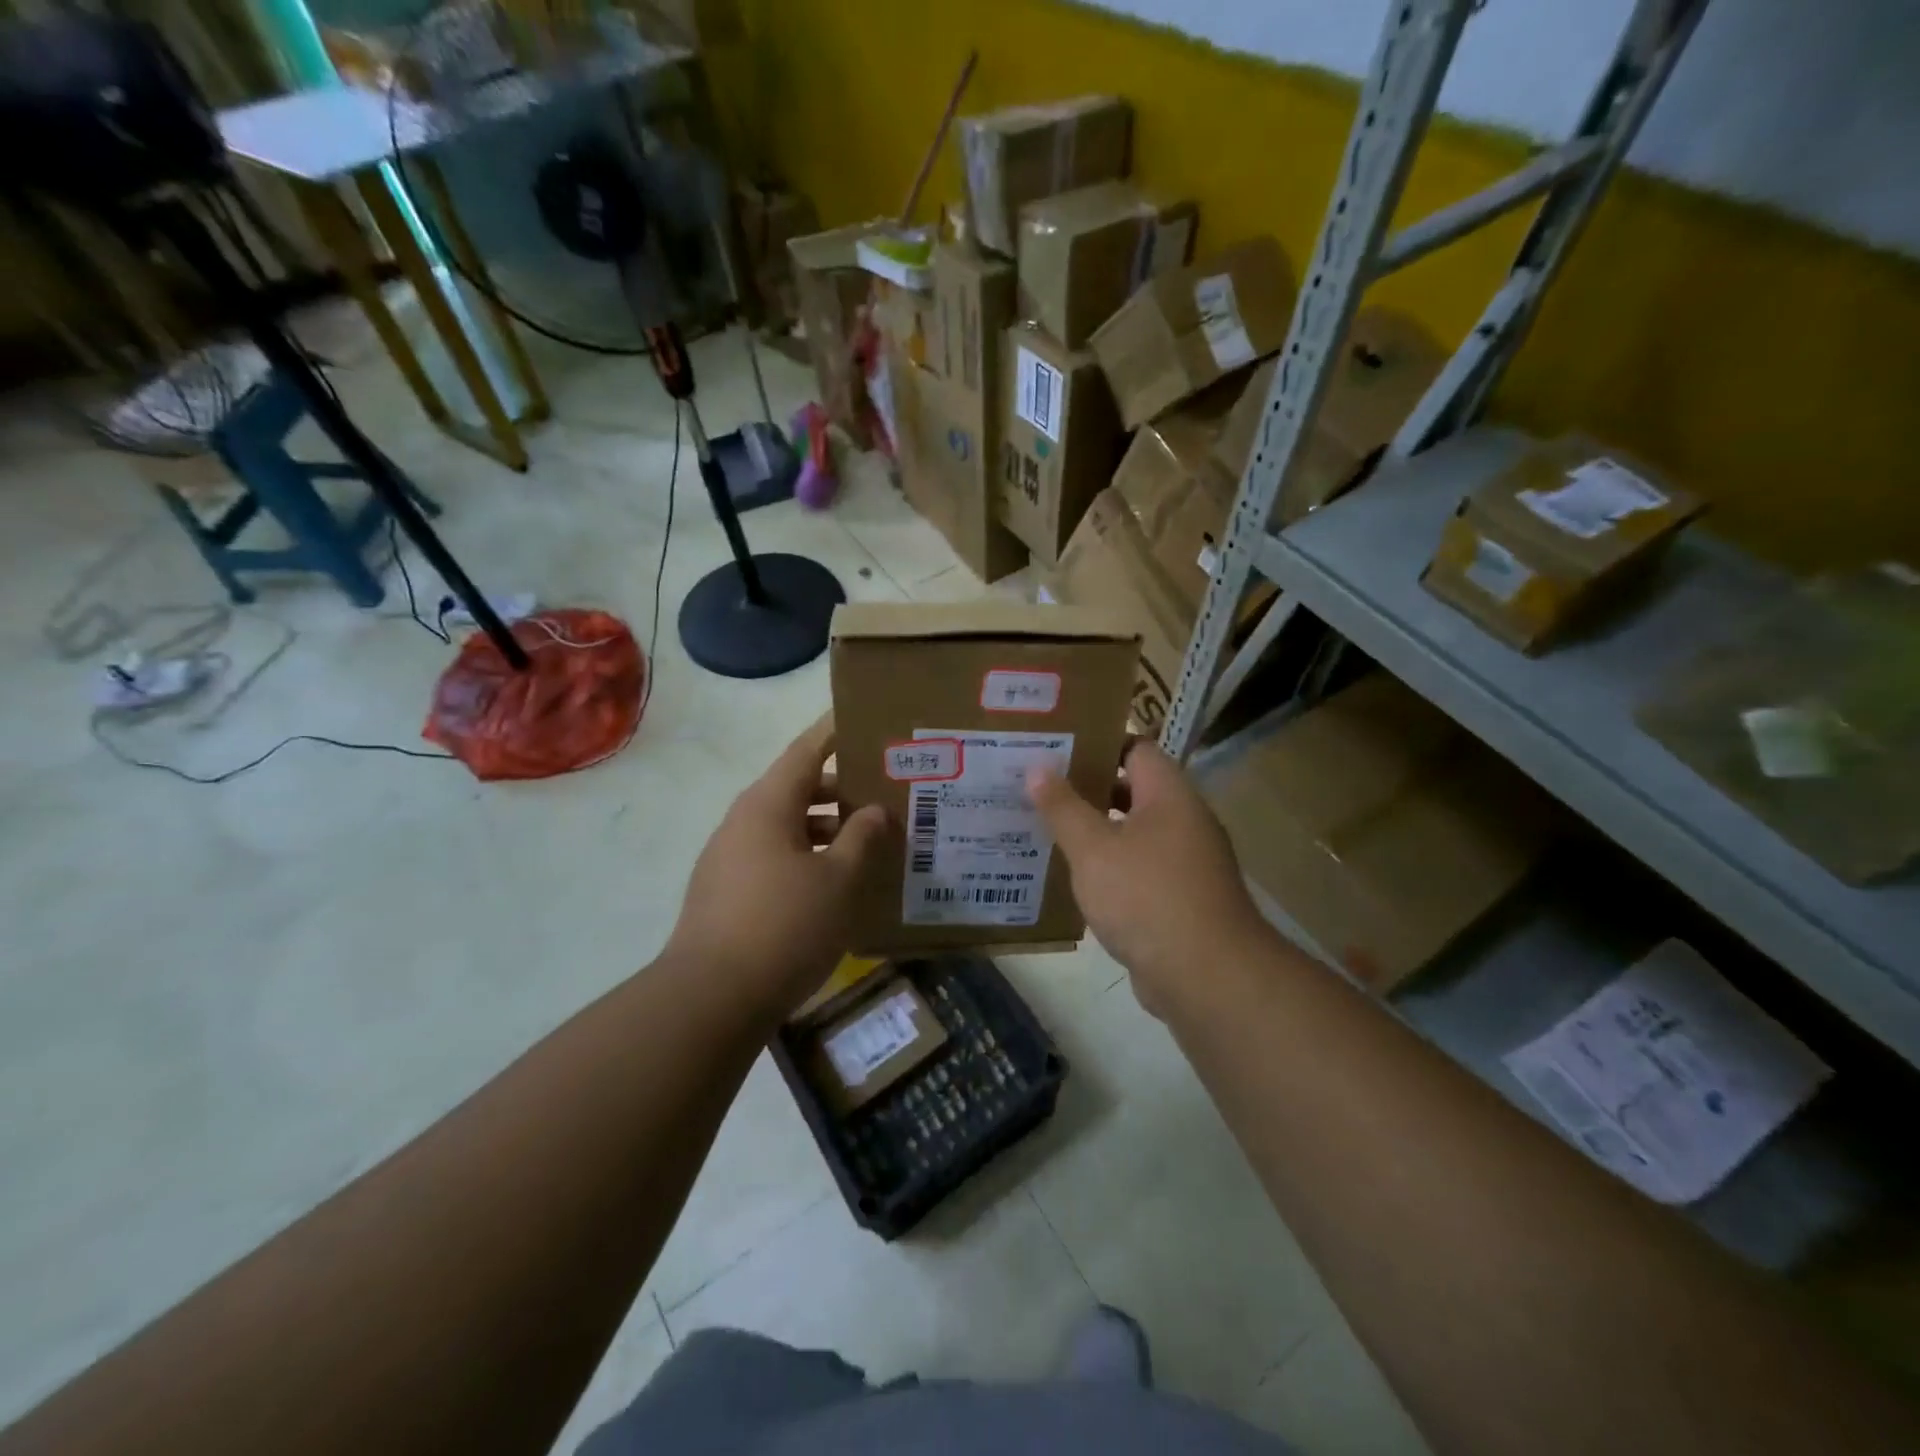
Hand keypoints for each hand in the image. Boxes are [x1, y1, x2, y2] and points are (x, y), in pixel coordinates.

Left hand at [665, 719, 887, 1014]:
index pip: (806, 751)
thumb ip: (862, 838)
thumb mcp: (839, 880)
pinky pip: (775, 858)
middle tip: (886, 790)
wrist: (711, 999)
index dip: (835, 732)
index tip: (862, 717)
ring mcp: (730, 858)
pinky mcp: (727, 893)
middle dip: (842, 788)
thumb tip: (875, 810)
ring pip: (788, 827)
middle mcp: (744, 822)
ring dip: (828, 829)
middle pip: (798, 789)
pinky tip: (836, 884)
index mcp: (768, 805)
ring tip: (871, 841)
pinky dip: (809, 858)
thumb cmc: (784, 926)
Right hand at [1028, 740, 1271, 1011]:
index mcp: (1169, 794)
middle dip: (1087, 788)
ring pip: (1133, 832)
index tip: (1055, 747)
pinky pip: (1139, 867)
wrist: (1207, 976)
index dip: (1096, 743)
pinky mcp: (1180, 897)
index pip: (1135, 747)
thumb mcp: (1093, 848)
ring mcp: (1186, 861)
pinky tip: (1073, 876)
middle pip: (1132, 789)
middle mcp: (1183, 820)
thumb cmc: (1146, 896)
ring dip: (1095, 830)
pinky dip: (1109, 866)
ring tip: (1045, 827)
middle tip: (1038, 786)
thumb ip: (1063, 807)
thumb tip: (1037, 768)